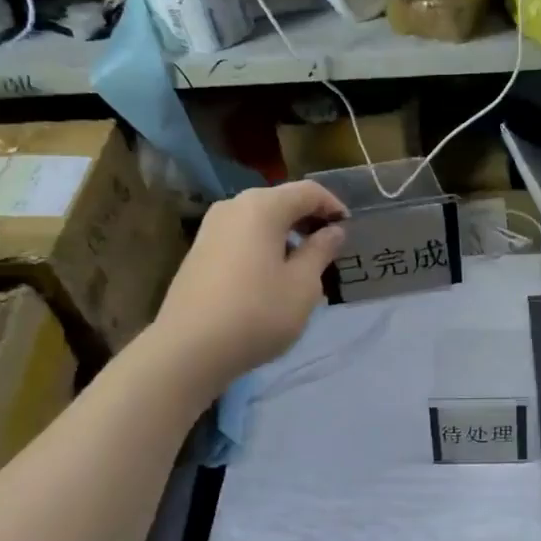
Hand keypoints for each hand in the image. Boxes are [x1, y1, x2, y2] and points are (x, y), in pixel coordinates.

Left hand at [153, 180, 347, 383]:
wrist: (189, 348)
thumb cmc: (258, 312)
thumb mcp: (303, 285)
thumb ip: (321, 251)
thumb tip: (333, 231)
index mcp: (262, 207)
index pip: (308, 191)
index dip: (333, 206)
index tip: (350, 230)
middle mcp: (233, 207)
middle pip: (281, 202)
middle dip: (309, 220)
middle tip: (331, 248)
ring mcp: (211, 229)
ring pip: (260, 221)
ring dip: (286, 235)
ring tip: (305, 265)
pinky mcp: (199, 252)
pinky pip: (242, 238)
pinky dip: (265, 246)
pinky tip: (273, 277)